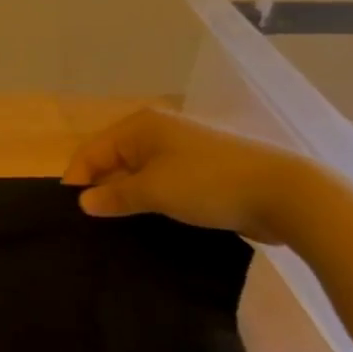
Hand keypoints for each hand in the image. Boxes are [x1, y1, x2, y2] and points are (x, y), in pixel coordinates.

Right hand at [62, 109, 308, 244]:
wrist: (284, 194)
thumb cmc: (208, 183)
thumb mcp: (155, 191)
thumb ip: (115, 196)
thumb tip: (84, 202)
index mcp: (140, 126)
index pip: (93, 149)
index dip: (77, 177)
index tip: (68, 210)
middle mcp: (157, 132)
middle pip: (114, 158)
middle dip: (100, 186)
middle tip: (89, 221)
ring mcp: (182, 151)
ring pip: (139, 172)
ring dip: (126, 195)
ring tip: (114, 224)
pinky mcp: (202, 172)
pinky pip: (162, 183)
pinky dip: (150, 199)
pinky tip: (147, 221)